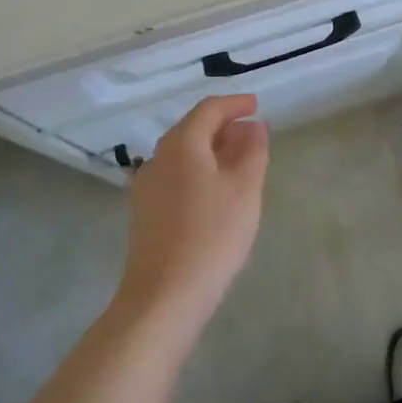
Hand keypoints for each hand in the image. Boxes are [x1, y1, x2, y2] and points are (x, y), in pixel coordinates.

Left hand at [115, 94, 269, 332]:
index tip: (256, 105)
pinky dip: (198, 170)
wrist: (163, 297)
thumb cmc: (211, 236)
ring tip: (239, 161)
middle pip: (192, 129)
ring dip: (211, 150)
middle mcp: (158, 158)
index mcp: (182, 144)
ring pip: (183, 154)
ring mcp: (147, 186)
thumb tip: (255, 126)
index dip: (235, 104)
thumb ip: (253, 151)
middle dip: (223, 126)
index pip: (209, 109)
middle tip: (252, 134)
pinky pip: (175, 176)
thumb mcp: (244, 190)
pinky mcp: (145, 213)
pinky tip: (215, 191)